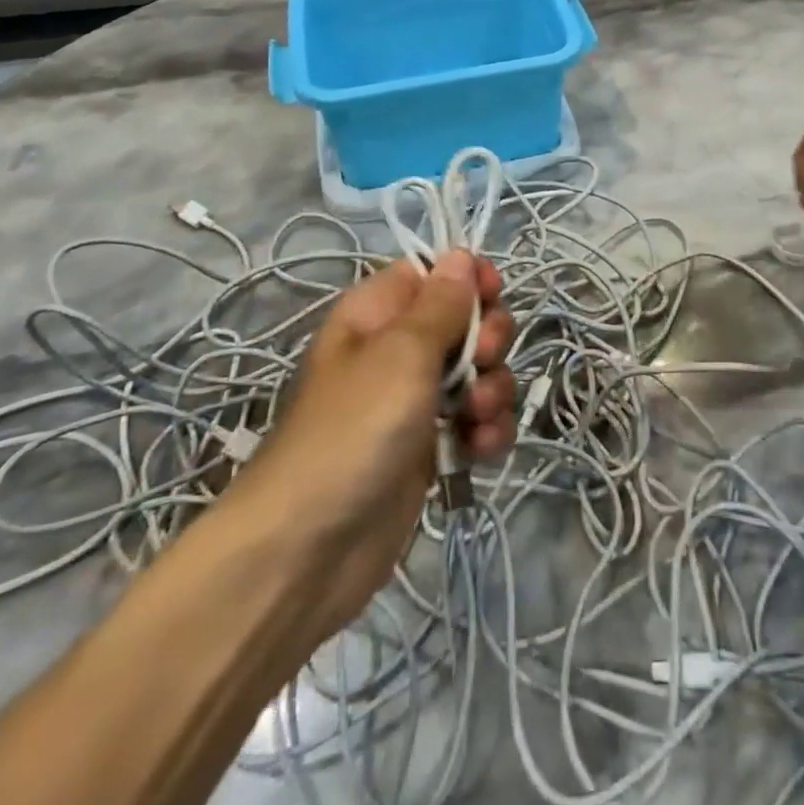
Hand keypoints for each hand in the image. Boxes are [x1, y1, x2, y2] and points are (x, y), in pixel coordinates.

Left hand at [233, 251, 515, 637]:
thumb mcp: (401, 353)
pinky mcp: (429, 448)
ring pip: (479, 373)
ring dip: (493, 390)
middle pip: (466, 320)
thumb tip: (460, 254)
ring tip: (476, 418)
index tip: (492, 296)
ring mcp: (414, 400)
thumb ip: (441, 303)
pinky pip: (476, 421)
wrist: (309, 550)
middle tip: (482, 362)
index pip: (435, 271)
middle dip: (489, 339)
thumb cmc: (354, 429)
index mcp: (379, 313)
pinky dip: (486, 432)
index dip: (469, 278)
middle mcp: (397, 349)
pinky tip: (480, 451)